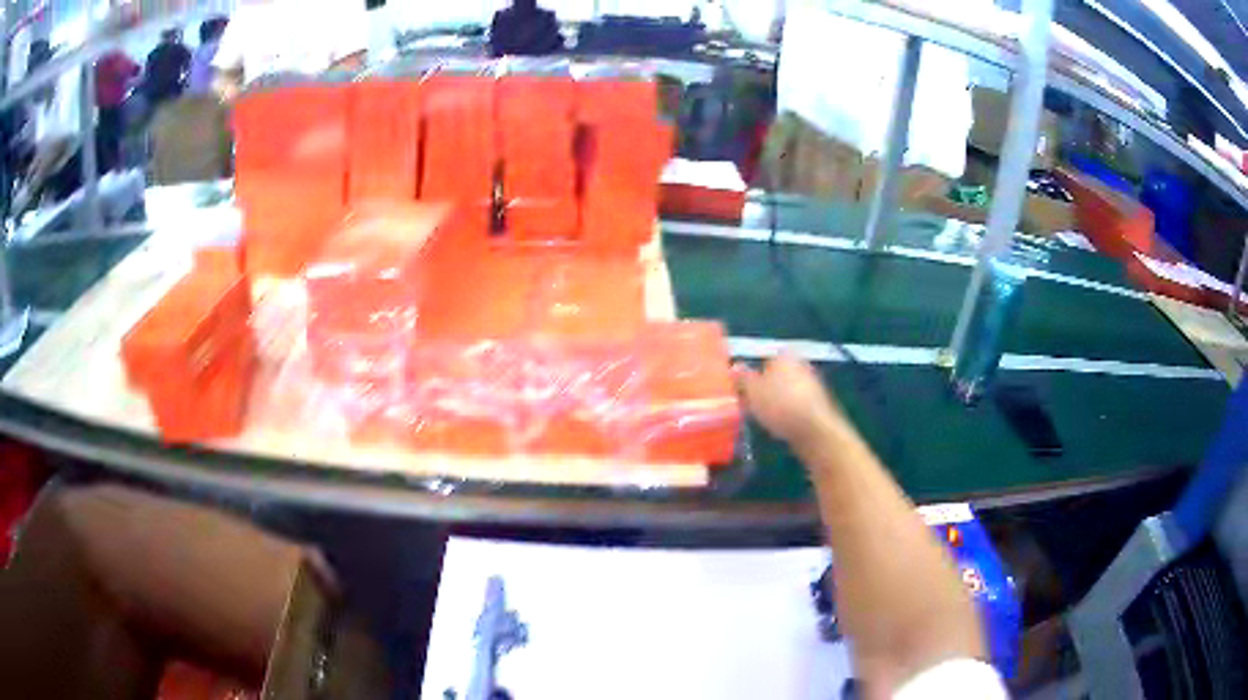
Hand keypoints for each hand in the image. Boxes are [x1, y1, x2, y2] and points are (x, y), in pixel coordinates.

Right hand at [734, 355, 845, 449]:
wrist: (814, 430)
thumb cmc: (779, 404)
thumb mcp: (752, 391)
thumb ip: (742, 378)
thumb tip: (734, 366)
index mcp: (785, 356)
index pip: (765, 358)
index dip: (753, 373)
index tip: (743, 388)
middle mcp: (801, 365)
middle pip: (777, 375)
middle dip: (765, 387)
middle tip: (750, 403)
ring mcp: (812, 385)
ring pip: (786, 391)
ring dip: (776, 401)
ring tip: (762, 417)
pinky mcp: (817, 405)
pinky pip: (796, 405)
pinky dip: (787, 413)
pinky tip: (779, 425)